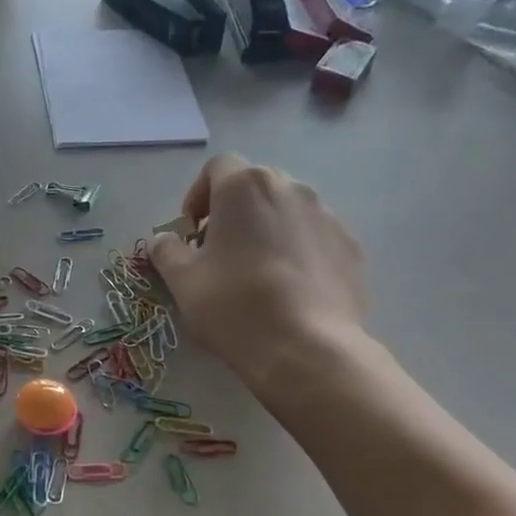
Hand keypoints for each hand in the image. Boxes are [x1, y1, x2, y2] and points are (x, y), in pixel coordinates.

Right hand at [149, 154, 369, 392]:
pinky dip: (299, 252)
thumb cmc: (234, 305)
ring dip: (269, 229)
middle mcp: (291, 188)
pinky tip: (291, 290)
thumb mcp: (182, 281)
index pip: (218, 167)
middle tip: (221, 251)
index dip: (199, 194)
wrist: (306, 348)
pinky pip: (316, 238)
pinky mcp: (351, 246)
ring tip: (258, 272)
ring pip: (289, 211)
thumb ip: (167, 251)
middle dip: (235, 211)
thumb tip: (165, 240)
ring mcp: (327, 215)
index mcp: (244, 187)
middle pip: (255, 186)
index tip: (192, 231)